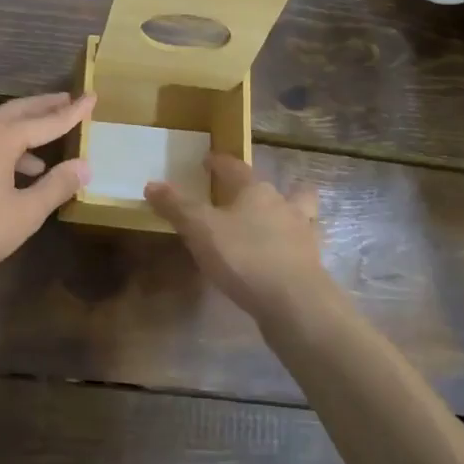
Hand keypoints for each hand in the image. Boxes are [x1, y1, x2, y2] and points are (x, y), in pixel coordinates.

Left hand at [0, 92, 93, 288]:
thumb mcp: (25, 212)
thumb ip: (56, 186)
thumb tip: (83, 165)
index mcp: (0, 138)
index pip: (46, 120)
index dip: (72, 112)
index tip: (92, 97)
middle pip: (19, 111)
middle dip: (45, 106)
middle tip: (69, 100)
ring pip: (0, 125)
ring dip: (26, 126)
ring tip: (50, 137)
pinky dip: (10, 145)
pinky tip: (20, 170)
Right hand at [144, 155, 336, 321]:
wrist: (296, 303)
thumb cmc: (245, 257)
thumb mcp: (201, 230)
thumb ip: (177, 207)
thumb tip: (152, 185)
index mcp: (255, 191)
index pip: (235, 167)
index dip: (219, 162)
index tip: (207, 160)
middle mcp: (283, 205)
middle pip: (272, 188)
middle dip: (258, 188)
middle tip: (243, 194)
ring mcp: (303, 234)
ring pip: (300, 213)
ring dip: (290, 212)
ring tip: (276, 221)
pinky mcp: (312, 264)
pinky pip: (302, 245)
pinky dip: (293, 246)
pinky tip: (283, 257)